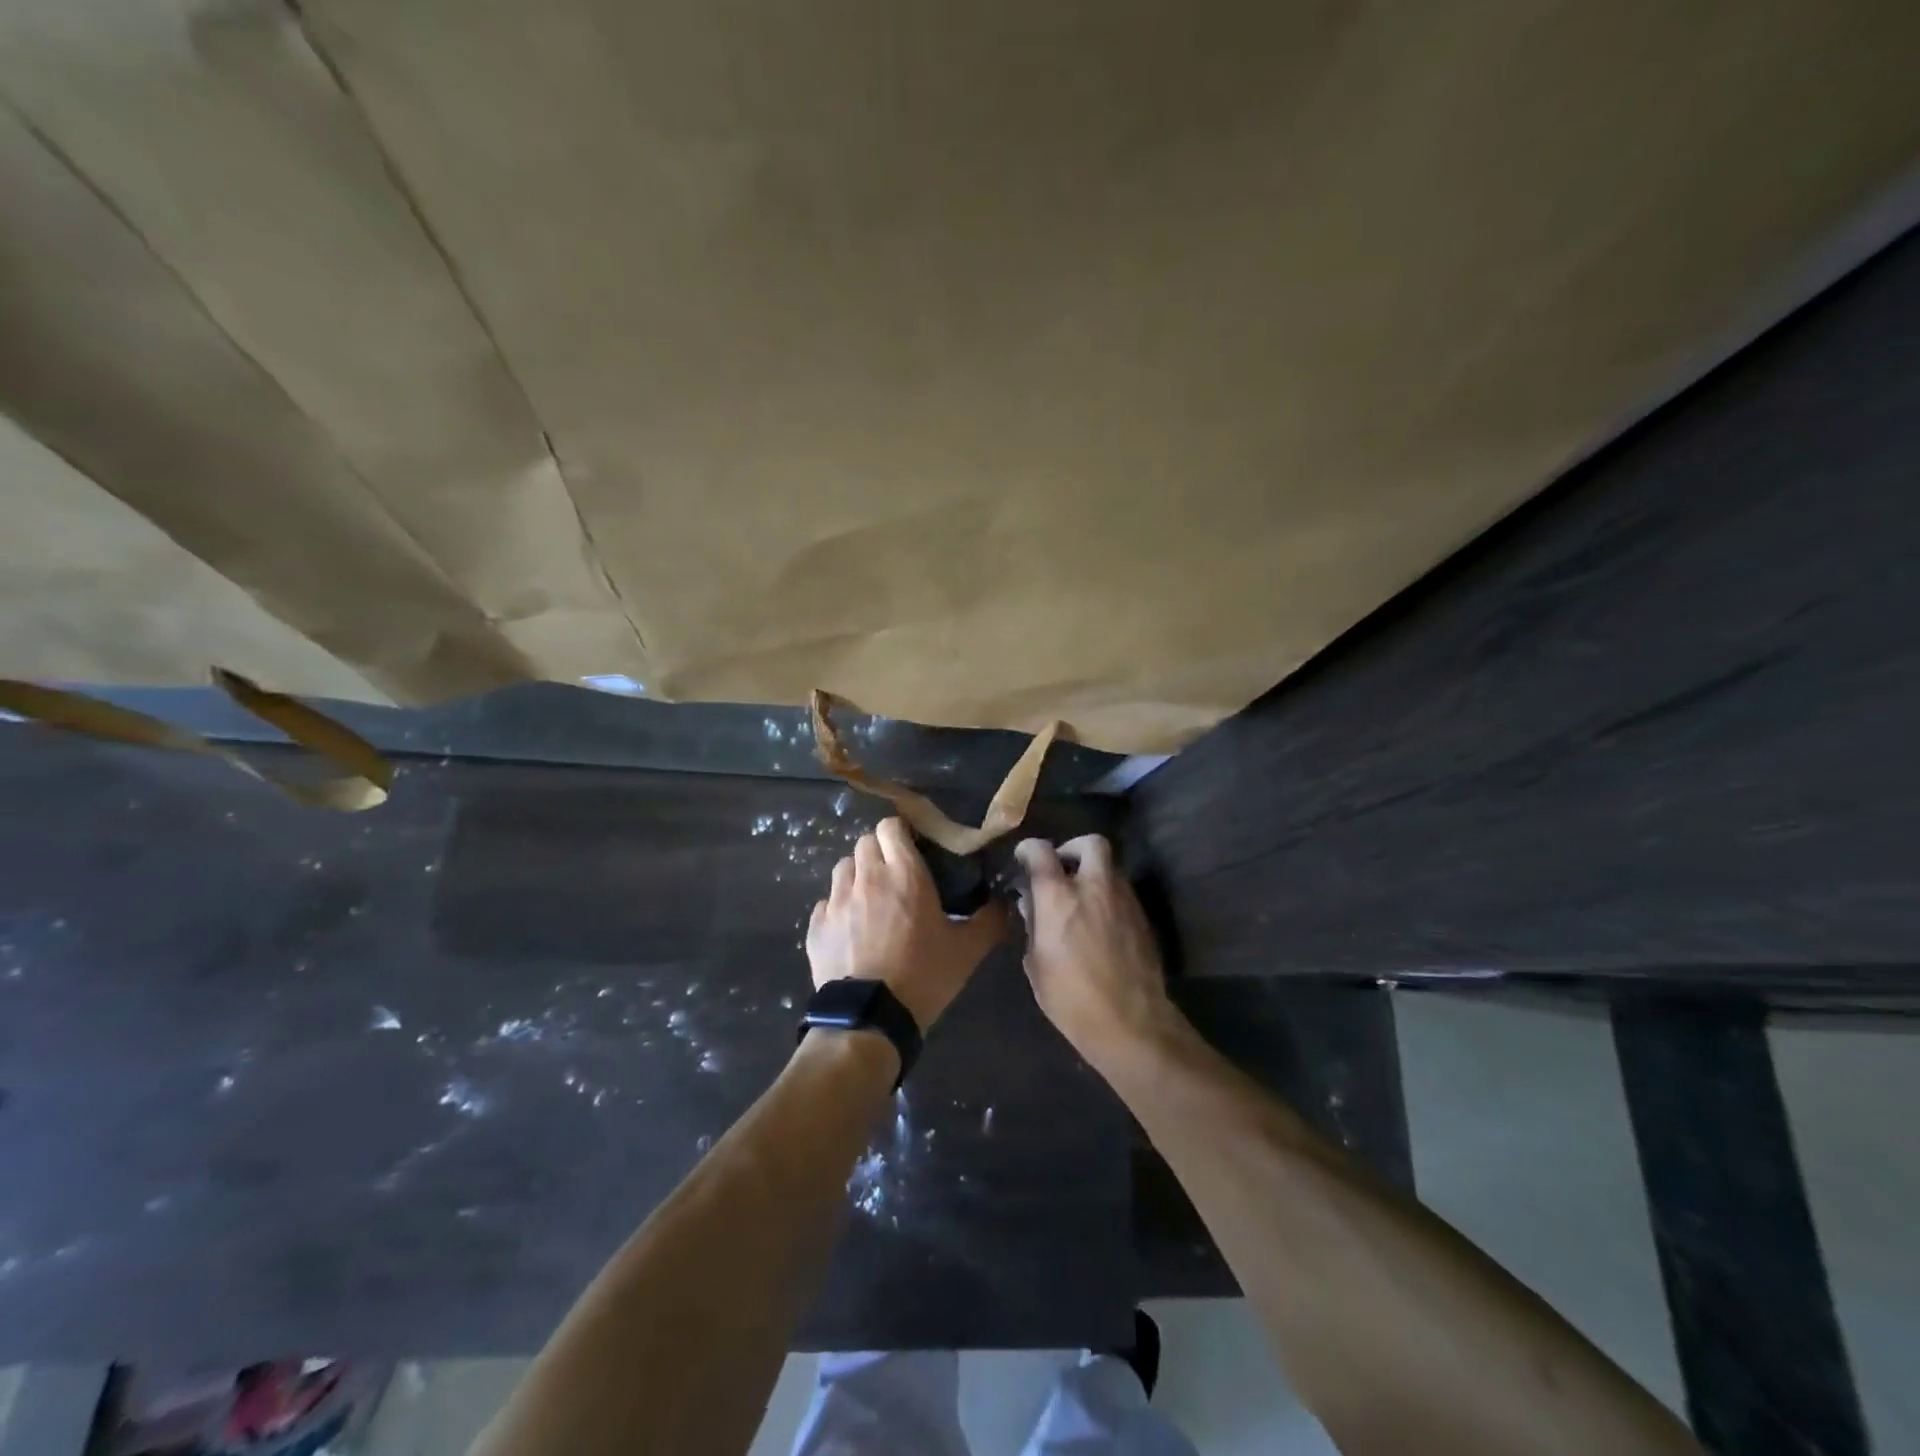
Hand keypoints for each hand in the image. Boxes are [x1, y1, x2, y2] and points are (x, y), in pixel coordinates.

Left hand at [807, 818, 1007, 1030]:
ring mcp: (836, 900)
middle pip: (865, 842)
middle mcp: (867, 877)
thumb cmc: (923, 976)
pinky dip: (838, 908)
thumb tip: (1005, 902)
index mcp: (904, 874)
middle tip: (896, 875)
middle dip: (880, 852)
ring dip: (857, 875)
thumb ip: (990, 919)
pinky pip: (826, 902)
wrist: (869, 1019)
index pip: (891, 826)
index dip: (901, 833)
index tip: (914, 848)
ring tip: (871, 900)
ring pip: (844, 868)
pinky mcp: (816, 925)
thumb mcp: (967, 950)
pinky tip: (851, 930)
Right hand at [1013, 835, 1180, 1069]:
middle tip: (1062, 868)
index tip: (1025, 857)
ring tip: (1081, 901)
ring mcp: (1124, 900)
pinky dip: (1108, 898)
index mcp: (1059, 897)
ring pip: (1110, 868)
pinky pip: (1122, 893)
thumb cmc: (1071, 998)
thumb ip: (1033, 926)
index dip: (1030, 848)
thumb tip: (1033, 905)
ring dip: (1093, 875)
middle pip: (1091, 843)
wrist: (1131, 1023)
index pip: (1042, 851)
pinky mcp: (1143, 918)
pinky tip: (1100, 923)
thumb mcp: (1036, 964)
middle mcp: (1095, 888)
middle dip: (1074, 848)